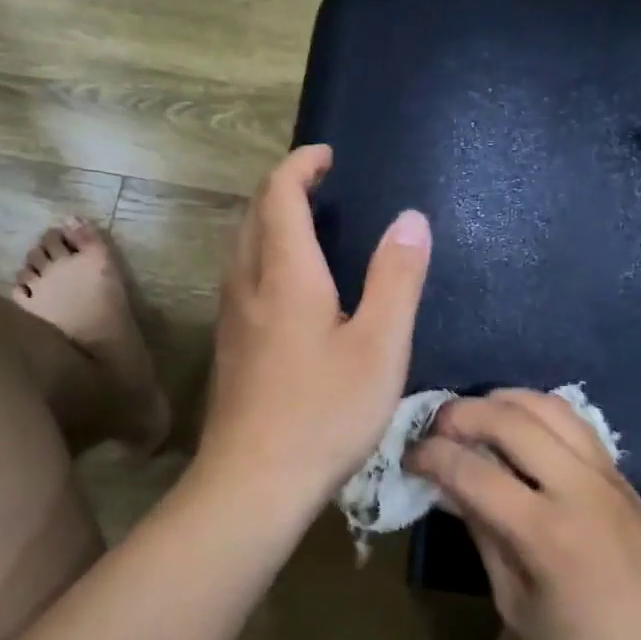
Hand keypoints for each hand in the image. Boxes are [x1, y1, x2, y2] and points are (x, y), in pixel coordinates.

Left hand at [197, 145, 430, 519]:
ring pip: (243, 247)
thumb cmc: (324, 412)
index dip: (301, 166)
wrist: (252, 483)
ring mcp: (232, 318)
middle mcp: (248, 285)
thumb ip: (396, 278)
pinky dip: (264, 255)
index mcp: (286, 274)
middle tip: (320, 183)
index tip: (328, 156)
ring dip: (270, 221)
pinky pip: (242, 278)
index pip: (280, 194)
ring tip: (308, 226)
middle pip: (253, 214)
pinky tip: (290, 286)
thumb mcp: (380, 345)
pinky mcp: (229, 347)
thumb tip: (411, 218)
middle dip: (283, 187)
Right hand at [407, 390, 640, 639]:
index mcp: (545, 534)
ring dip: (502, 401)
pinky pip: (574, 422)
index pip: (472, 471)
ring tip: (474, 418)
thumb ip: (485, 537)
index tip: (410, 457)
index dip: (431, 456)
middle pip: (510, 419)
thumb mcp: (517, 608)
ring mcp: (605, 475)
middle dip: (461, 413)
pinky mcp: (621, 474)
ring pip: (547, 405)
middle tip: (436, 429)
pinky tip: (519, 428)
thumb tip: (452, 489)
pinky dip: (537, 412)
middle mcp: (577, 488)